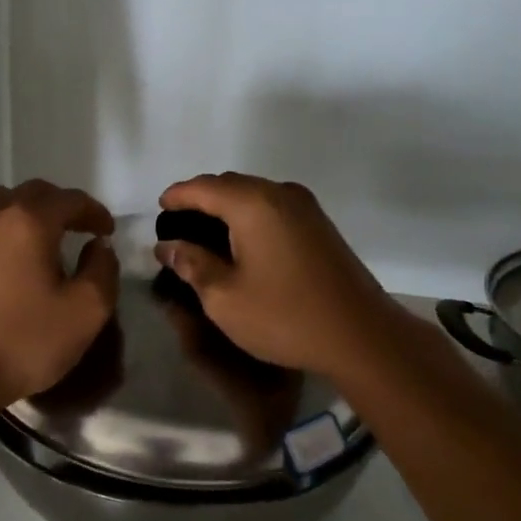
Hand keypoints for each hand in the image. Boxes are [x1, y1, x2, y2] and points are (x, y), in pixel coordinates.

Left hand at [0, 180, 118, 406]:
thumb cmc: (22, 342)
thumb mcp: (85, 313)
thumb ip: (102, 271)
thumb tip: (99, 247)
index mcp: (28, 222)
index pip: (69, 200)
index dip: (93, 212)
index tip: (107, 231)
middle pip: (30, 193)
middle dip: (59, 206)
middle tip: (75, 228)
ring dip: (20, 211)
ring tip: (34, 236)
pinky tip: (2, 261)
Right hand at [155, 173, 399, 380]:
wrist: (361, 335)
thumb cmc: (285, 316)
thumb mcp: (224, 297)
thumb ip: (192, 264)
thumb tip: (168, 246)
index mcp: (253, 204)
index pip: (203, 187)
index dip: (177, 196)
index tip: (158, 210)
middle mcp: (281, 194)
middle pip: (230, 185)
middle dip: (200, 200)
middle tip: (178, 227)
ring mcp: (306, 208)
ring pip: (254, 195)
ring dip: (227, 208)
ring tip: (205, 236)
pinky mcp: (320, 226)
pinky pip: (273, 208)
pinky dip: (250, 218)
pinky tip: (241, 244)